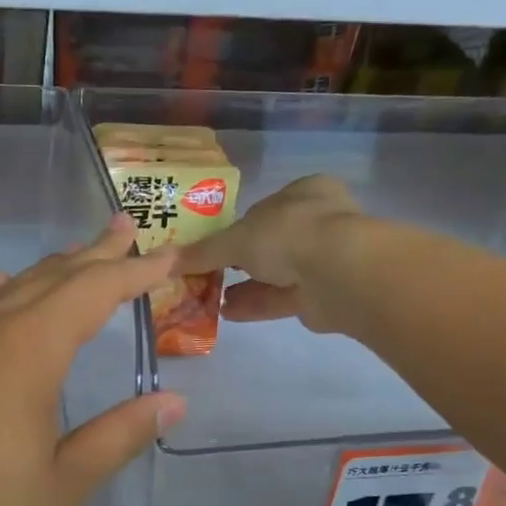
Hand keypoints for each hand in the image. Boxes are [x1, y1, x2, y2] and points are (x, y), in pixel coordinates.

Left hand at [0, 218, 185, 505]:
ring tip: (76, 258)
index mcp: (27, 352)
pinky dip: (1, 297)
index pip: (93, 292)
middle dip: (93, 255)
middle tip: (126, 230)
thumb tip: (171, 402)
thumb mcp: (62, 487)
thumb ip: (118, 436)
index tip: (167, 254)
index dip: (134, 271)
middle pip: (49, 278)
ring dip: (47, 273)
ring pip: (6, 293)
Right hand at [174, 175, 363, 331]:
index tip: (213, 245)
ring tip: (211, 298)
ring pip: (278, 272)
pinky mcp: (325, 293)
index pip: (265, 207)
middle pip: (272, 242)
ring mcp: (326, 258)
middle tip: (210, 274)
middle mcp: (320, 221)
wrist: (339, 273)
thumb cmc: (288, 235)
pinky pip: (284, 297)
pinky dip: (256, 304)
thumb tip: (166, 261)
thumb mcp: (235, 239)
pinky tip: (227, 312)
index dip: (238, 226)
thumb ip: (203, 252)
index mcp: (305, 192)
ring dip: (246, 286)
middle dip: (241, 261)